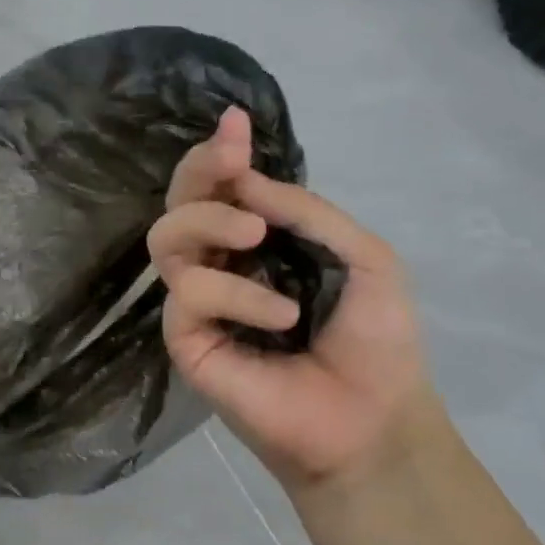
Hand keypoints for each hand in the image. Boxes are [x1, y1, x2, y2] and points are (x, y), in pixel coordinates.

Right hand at [148, 107, 434, 491]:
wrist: (371, 419)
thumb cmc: (377, 341)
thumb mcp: (364, 258)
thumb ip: (306, 214)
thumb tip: (245, 181)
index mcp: (259, 245)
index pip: (222, 191)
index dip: (219, 155)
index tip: (233, 124)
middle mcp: (220, 266)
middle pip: (180, 205)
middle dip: (198, 173)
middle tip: (229, 160)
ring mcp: (198, 303)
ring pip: (166, 240)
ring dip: (208, 223)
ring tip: (255, 237)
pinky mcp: (185, 339)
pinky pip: (189, 295)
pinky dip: (235, 295)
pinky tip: (280, 318)